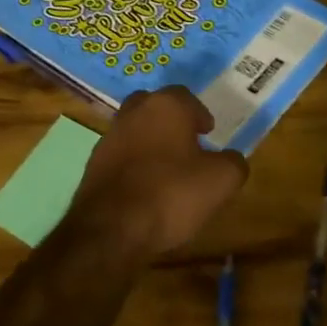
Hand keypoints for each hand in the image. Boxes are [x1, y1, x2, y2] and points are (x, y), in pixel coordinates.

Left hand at [69, 88, 248, 256]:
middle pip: (155, 107)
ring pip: (135, 130)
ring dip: (151, 143)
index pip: (185, 96)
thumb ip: (233, 163)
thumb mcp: (221, 181)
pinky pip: (121, 156)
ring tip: (168, 170)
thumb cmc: (171, 193)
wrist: (111, 228)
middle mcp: (133, 113)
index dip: (200, 114)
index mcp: (165, 106)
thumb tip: (230, 159)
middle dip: (171, 121)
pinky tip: (146, 188)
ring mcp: (109, 138)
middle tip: (188, 143)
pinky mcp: (93, 165)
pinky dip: (134, 165)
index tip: (208, 133)